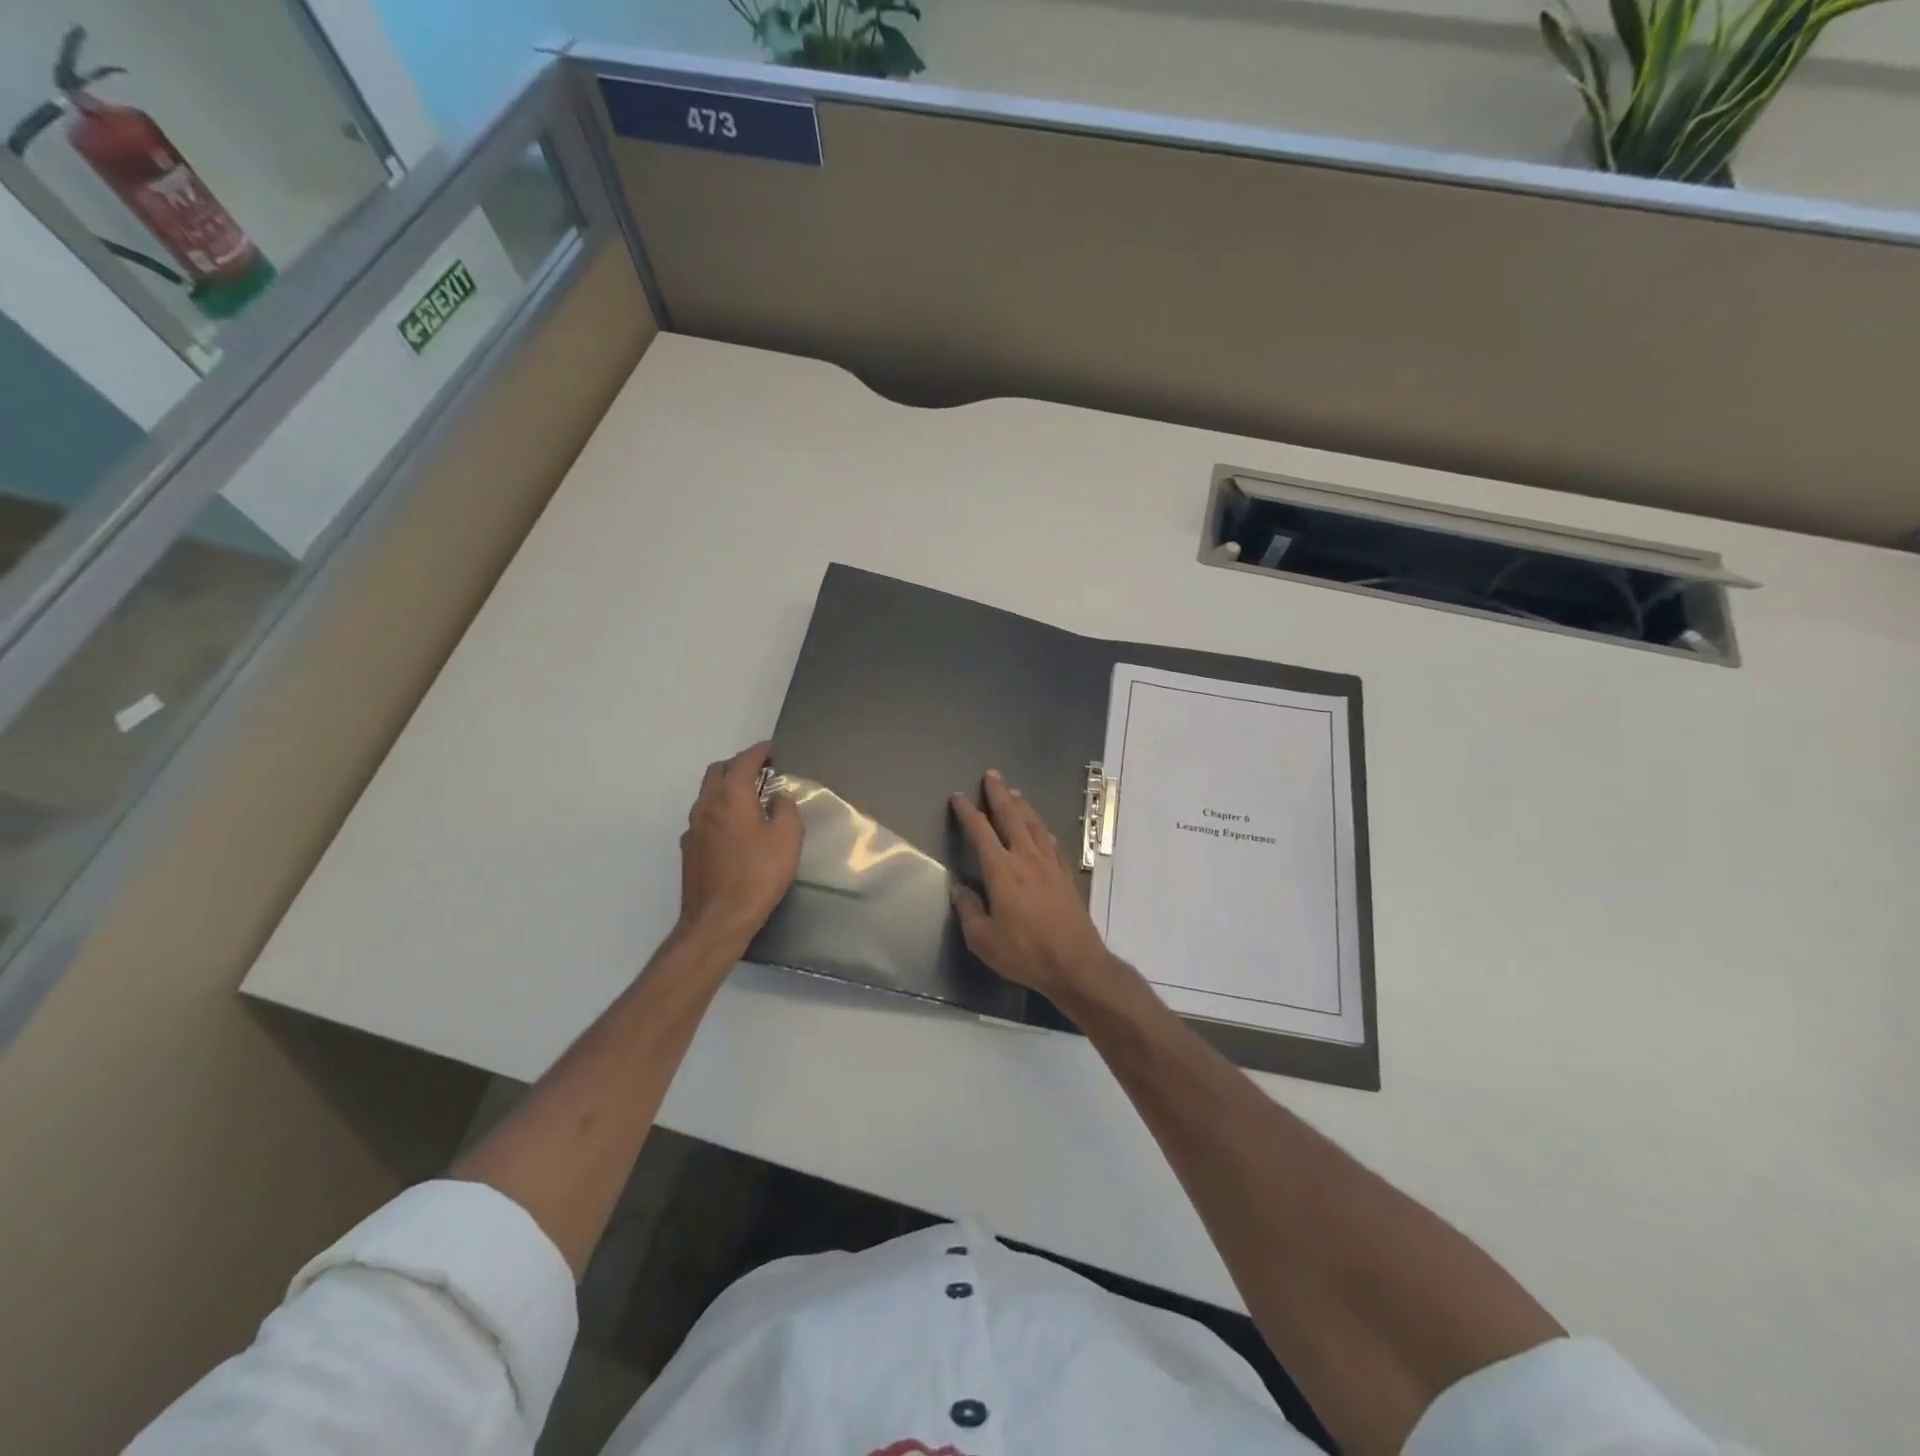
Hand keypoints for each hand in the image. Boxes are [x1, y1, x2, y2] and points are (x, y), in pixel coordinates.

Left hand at [679, 741, 801, 951]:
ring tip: (750, 797)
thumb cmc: (758, 874)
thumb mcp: (787, 838)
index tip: (773, 749)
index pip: (743, 761)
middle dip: (739, 765)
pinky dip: (719, 810)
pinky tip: (734, 828)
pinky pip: (704, 816)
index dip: (759, 751)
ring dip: (727, 787)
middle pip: (718, 771)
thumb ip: (785, 809)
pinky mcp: (689, 848)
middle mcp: (706, 804)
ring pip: (708, 793)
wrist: (718, 919)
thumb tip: (777, 797)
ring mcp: (693, 827)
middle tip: (761, 771)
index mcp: (731, 796)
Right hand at [949, 770, 1125, 1006]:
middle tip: (992, 775)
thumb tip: (959, 887)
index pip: (980, 831)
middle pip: (1011, 816)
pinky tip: (1041, 827)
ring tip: (1014, 792)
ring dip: (1022, 805)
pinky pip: (1052, 841)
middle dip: (999, 794)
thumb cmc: (1025, 953)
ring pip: (1034, 824)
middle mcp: (1027, 858)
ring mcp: (1050, 864)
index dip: (967, 812)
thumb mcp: (984, 939)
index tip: (958, 797)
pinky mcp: (1066, 874)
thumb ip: (969, 910)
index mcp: (1002, 870)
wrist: (1076, 964)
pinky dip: (1042, 828)